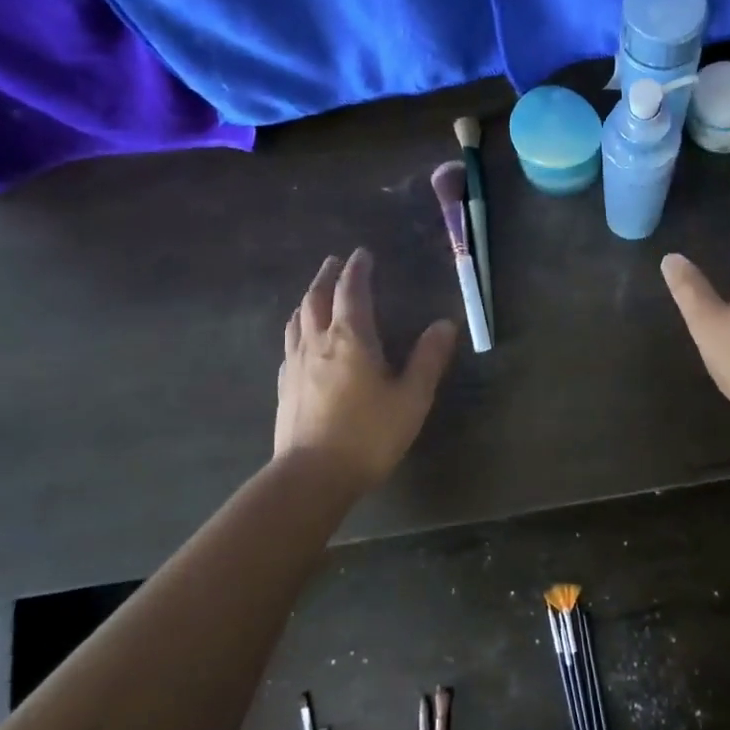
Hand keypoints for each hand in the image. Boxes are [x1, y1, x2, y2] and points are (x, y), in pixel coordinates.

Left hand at [276, 248, 457, 492]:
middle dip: (326, 276)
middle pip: (316, 298)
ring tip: (314, 293)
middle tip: (334, 262)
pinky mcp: (284, 386)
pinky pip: (289, 345)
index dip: (357, 269)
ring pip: (297, 319)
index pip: (351, 291)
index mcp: (350, 338)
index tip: (362, 254)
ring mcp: (294, 364)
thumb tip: (445, 324)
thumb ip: (428, 359)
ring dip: (307, 299)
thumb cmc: (369, 434)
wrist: (312, 476)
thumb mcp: (411, 398)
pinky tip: (300, 342)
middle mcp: (317, 342)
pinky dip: (297, 330)